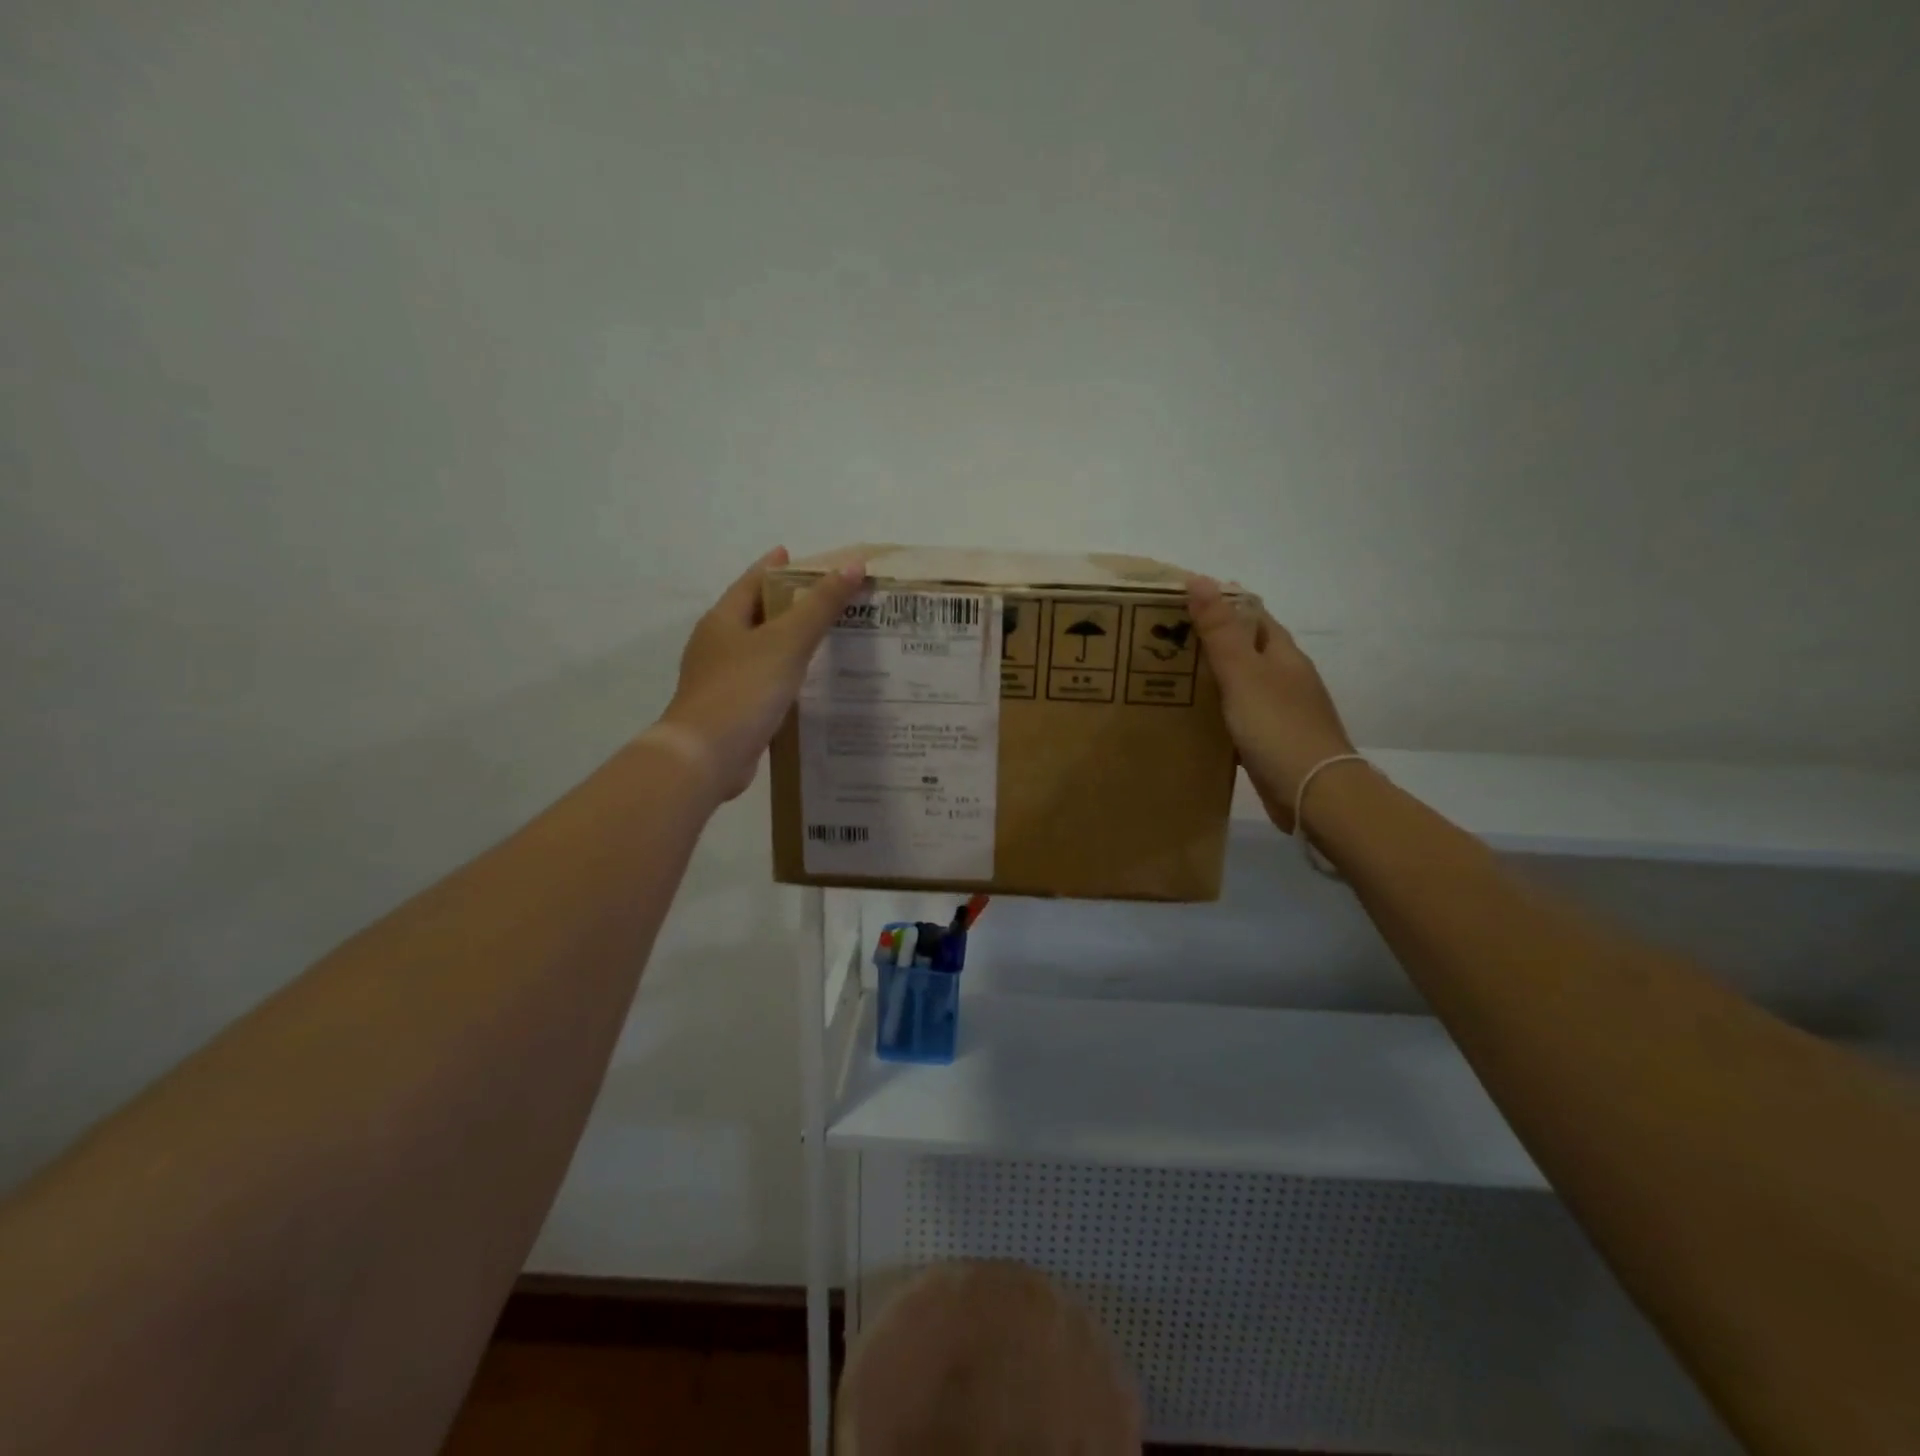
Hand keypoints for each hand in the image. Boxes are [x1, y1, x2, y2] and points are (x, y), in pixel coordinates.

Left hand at [655, 548, 865, 800]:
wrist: (706, 756)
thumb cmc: (743, 689)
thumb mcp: (787, 641)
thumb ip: (821, 605)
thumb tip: (854, 565)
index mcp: (723, 621)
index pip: (751, 582)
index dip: (773, 567)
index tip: (794, 554)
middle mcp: (717, 646)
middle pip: (755, 615)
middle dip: (785, 605)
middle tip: (824, 599)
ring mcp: (722, 680)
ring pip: (760, 651)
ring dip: (787, 644)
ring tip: (825, 640)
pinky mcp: (732, 710)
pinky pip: (763, 683)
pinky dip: (785, 677)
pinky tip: (808, 685)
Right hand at [1188, 576, 1356, 829]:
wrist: (1313, 792)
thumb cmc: (1278, 727)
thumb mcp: (1243, 673)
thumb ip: (1220, 630)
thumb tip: (1200, 579)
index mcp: (1282, 654)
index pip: (1251, 614)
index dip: (1219, 603)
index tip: (1178, 602)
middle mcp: (1285, 677)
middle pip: (1244, 648)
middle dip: (1209, 640)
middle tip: (1162, 640)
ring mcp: (1280, 711)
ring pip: (1239, 684)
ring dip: (1210, 678)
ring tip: (1167, 676)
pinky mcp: (1271, 741)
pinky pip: (1237, 716)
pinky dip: (1216, 712)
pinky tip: (1191, 719)